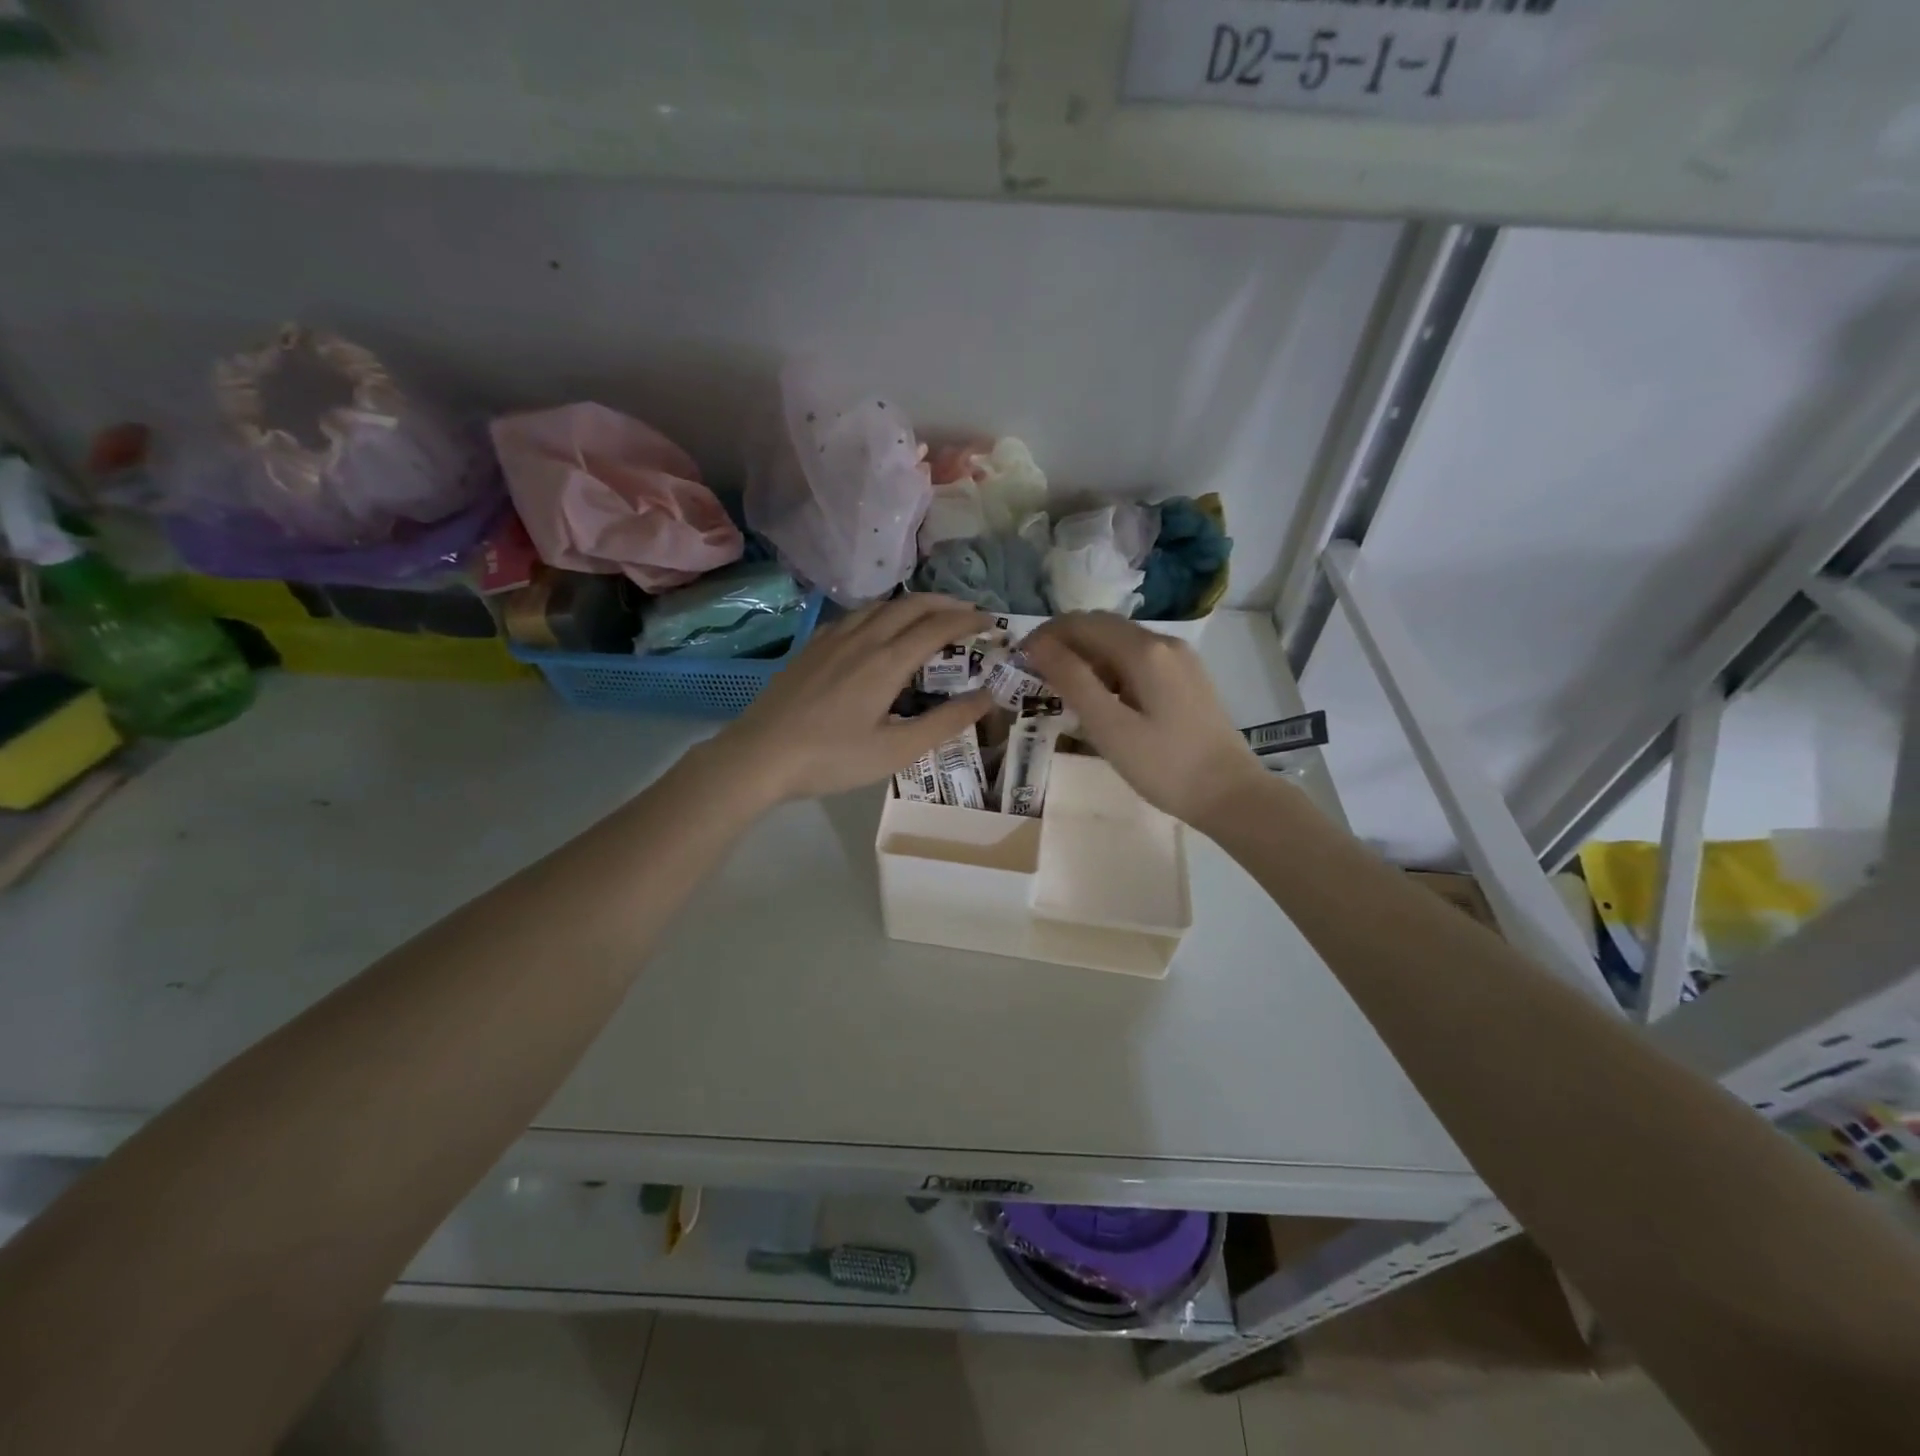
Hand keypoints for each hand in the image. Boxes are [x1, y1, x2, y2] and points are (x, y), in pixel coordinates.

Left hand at [715, 595, 992, 803]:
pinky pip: (855, 616)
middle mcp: (862, 638)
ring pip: (880, 606)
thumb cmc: (832, 758)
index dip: (969, 621)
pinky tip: (877, 629)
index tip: (992, 622)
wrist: (759, 756)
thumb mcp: (896, 750)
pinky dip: (881, 613)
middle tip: (969, 613)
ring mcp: (832, 639)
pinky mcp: (811, 647)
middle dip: (945, 604)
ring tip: (930, 615)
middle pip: (911, 605)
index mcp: (887, 661)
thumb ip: (944, 722)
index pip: (938, 627)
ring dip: (913, 604)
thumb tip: (987, 697)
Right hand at [1019, 612, 1266, 826]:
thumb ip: (1072, 680)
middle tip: (1035, 675)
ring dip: (1087, 657)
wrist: (1230, 794)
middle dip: (1064, 644)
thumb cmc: (1164, 766)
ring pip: (1120, 643)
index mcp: (1145, 650)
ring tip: (1062, 691)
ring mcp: (1180, 659)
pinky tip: (1101, 700)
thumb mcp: (1109, 727)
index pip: (1083, 623)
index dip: (1046, 635)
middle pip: (1102, 627)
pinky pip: (1138, 660)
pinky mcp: (1187, 678)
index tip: (1019, 660)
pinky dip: (1110, 670)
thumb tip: (1038, 645)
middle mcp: (1164, 642)